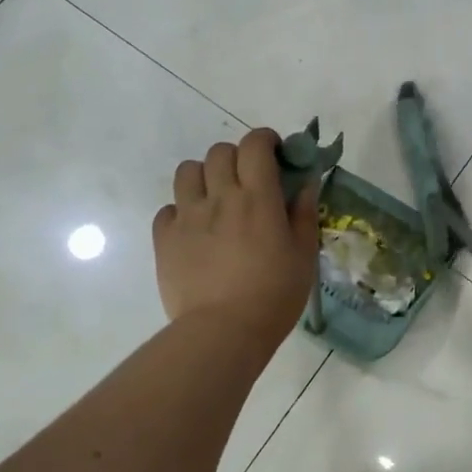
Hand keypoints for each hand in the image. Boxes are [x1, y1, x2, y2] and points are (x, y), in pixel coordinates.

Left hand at [153, 129, 317, 351]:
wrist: (223, 331)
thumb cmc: (274, 295)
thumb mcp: (303, 255)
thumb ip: (303, 214)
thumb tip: (306, 183)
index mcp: (257, 198)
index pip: (255, 145)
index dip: (264, 140)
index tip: (274, 152)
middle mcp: (219, 197)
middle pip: (219, 152)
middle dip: (236, 158)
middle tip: (248, 181)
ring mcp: (187, 216)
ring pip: (187, 171)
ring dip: (204, 176)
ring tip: (216, 199)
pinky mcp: (164, 238)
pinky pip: (168, 209)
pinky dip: (182, 211)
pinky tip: (195, 230)